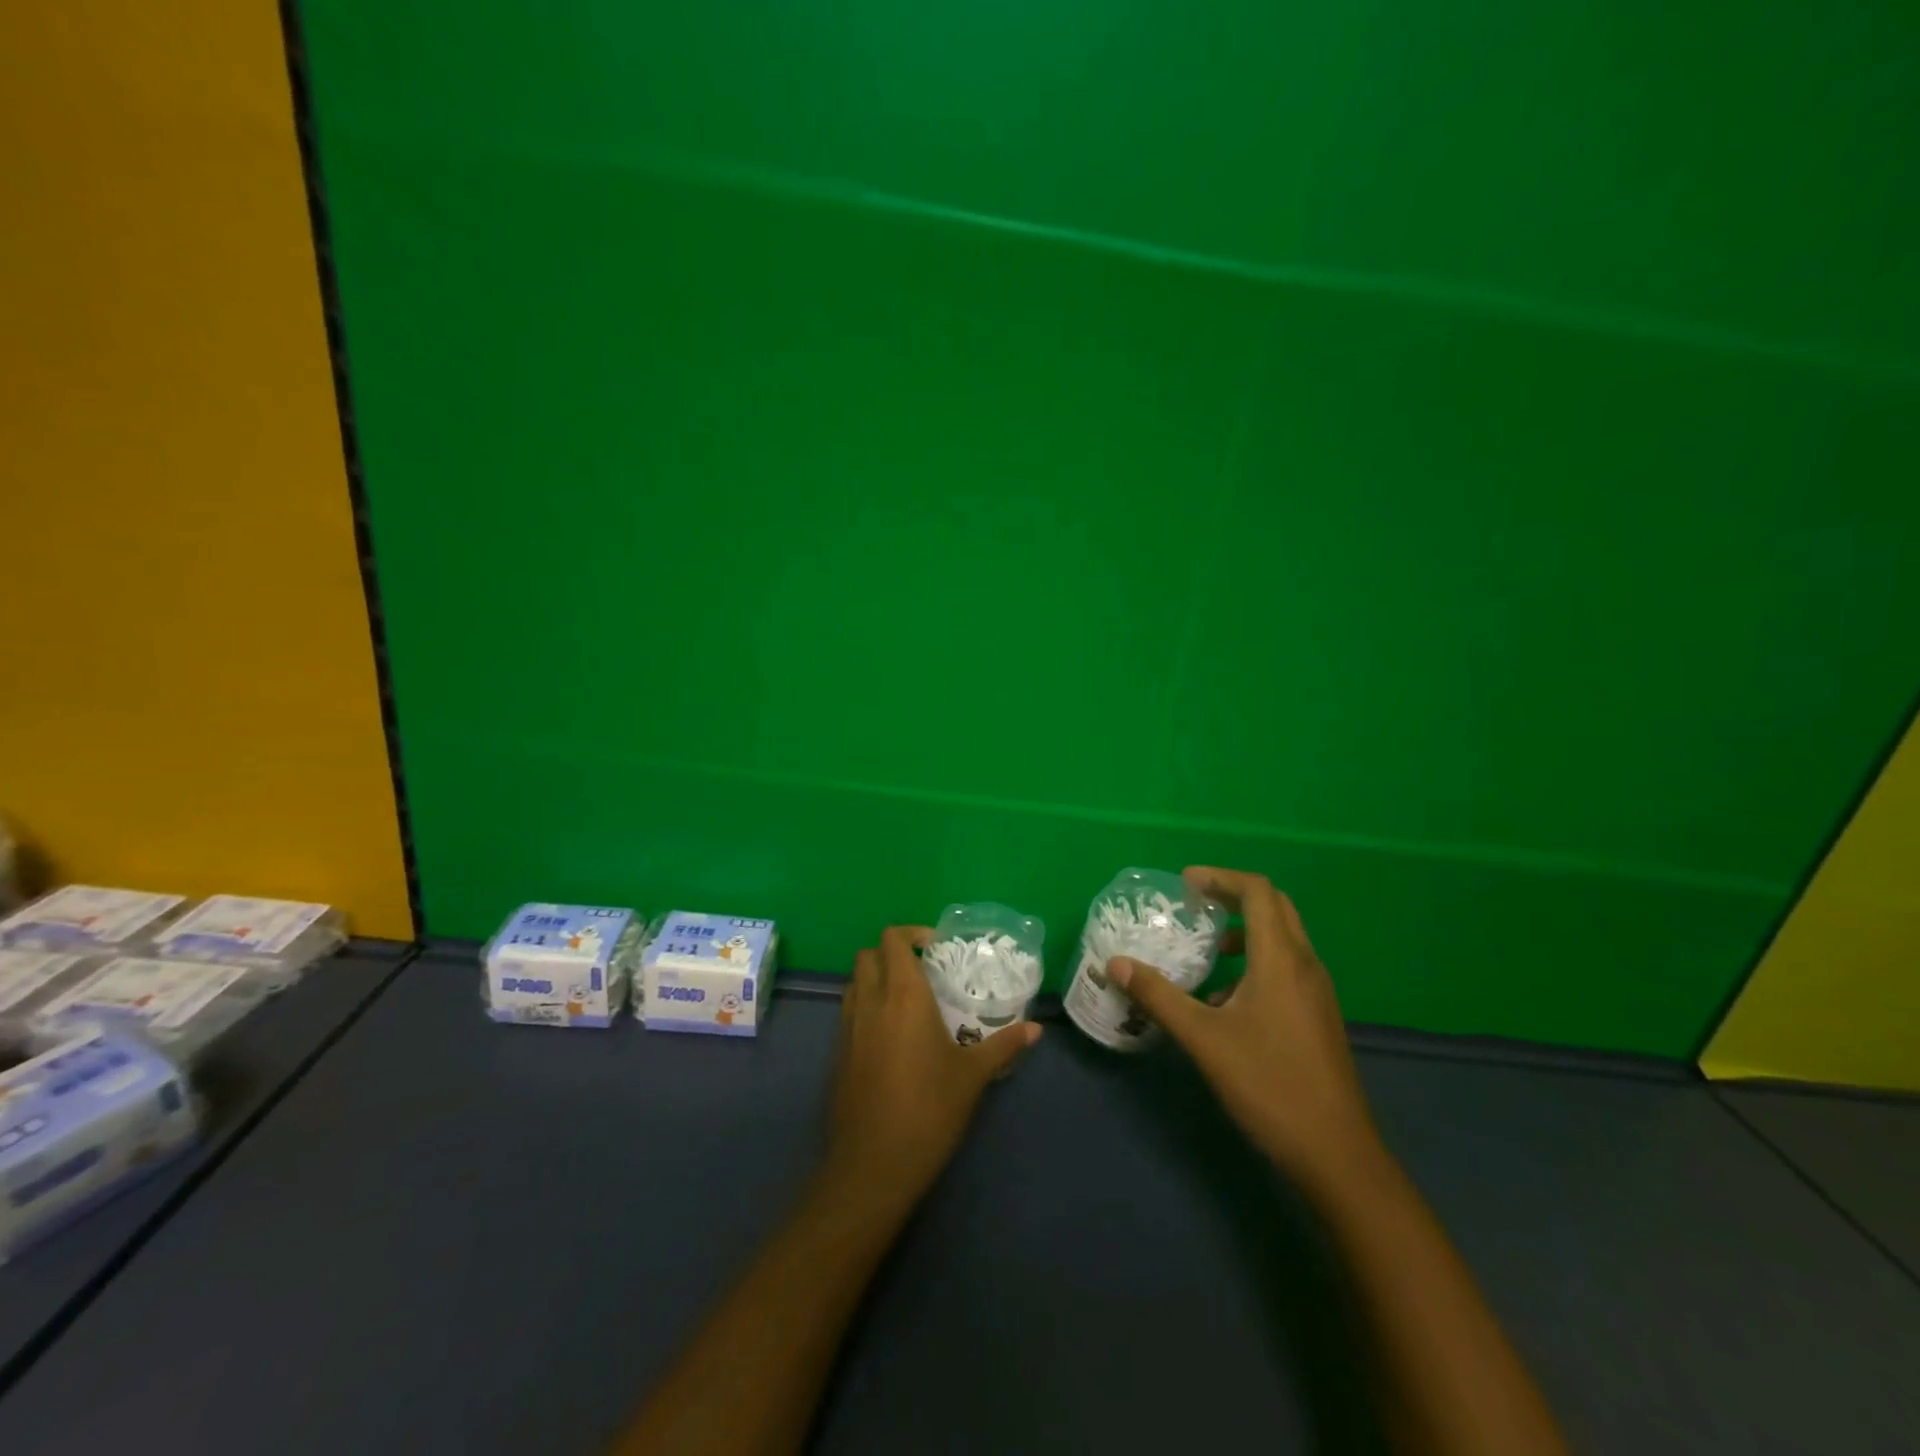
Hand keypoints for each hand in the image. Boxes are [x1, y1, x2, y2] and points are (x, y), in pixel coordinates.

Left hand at [825, 925, 1039, 1209]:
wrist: (873, 1165)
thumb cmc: (929, 1110)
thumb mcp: (973, 1076)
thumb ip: (1004, 1045)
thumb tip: (1037, 1029)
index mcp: (903, 996)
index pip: (893, 940)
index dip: (912, 933)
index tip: (937, 947)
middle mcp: (870, 1002)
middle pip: (868, 954)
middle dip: (892, 952)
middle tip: (923, 971)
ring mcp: (848, 1027)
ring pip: (855, 982)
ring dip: (876, 978)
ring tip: (908, 1001)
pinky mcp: (838, 1053)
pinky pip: (849, 1012)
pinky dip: (866, 1007)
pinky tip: (891, 1036)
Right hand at [1107, 867, 1378, 1186]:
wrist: (1336, 1154)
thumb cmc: (1268, 1085)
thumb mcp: (1203, 1039)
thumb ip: (1158, 996)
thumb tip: (1115, 964)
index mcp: (1281, 959)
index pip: (1258, 891)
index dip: (1220, 878)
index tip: (1184, 884)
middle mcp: (1305, 965)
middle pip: (1274, 907)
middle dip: (1233, 896)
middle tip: (1195, 904)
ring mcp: (1317, 992)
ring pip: (1283, 938)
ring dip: (1245, 931)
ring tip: (1207, 949)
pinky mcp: (1318, 1016)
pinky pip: (1286, 967)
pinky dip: (1256, 961)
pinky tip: (1225, 999)